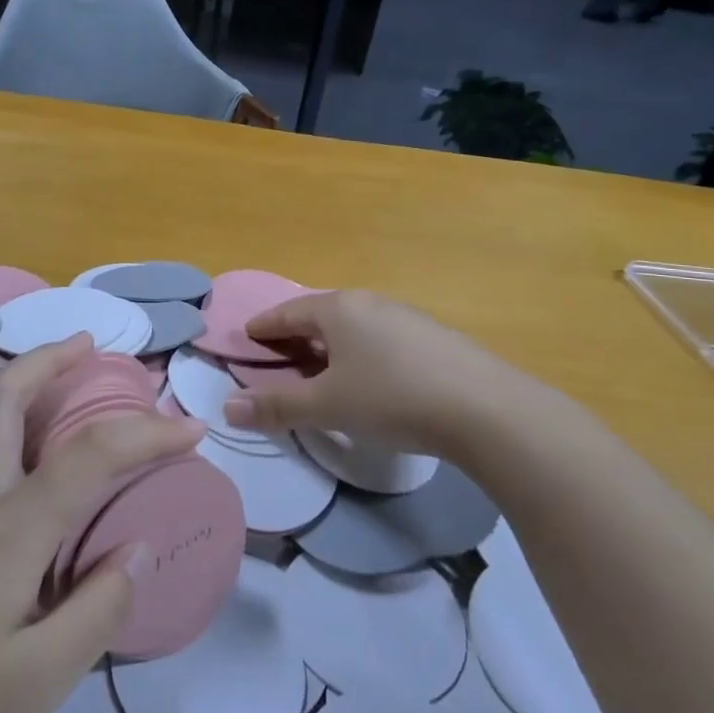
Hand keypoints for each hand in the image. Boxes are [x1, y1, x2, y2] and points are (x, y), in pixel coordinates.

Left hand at [0, 334, 204, 712]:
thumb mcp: (39, 680)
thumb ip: (98, 607)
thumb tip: (137, 548)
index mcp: (9, 527)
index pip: (92, 453)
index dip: (148, 433)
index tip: (192, 429)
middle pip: (4, 396)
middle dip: (50, 358)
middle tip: (92, 346)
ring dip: (25, 386)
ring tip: (65, 388)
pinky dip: (8, 431)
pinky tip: (26, 472)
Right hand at [221, 289, 560, 456]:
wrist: (486, 409)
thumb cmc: (392, 398)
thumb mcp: (326, 406)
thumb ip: (276, 406)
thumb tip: (227, 409)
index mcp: (338, 309)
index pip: (287, 313)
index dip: (263, 327)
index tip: (247, 338)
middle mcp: (370, 303)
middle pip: (321, 316)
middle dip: (296, 337)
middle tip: (279, 359)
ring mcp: (407, 317)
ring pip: (354, 328)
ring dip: (331, 347)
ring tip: (322, 371)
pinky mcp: (435, 338)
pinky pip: (382, 340)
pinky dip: (362, 354)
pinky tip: (371, 379)